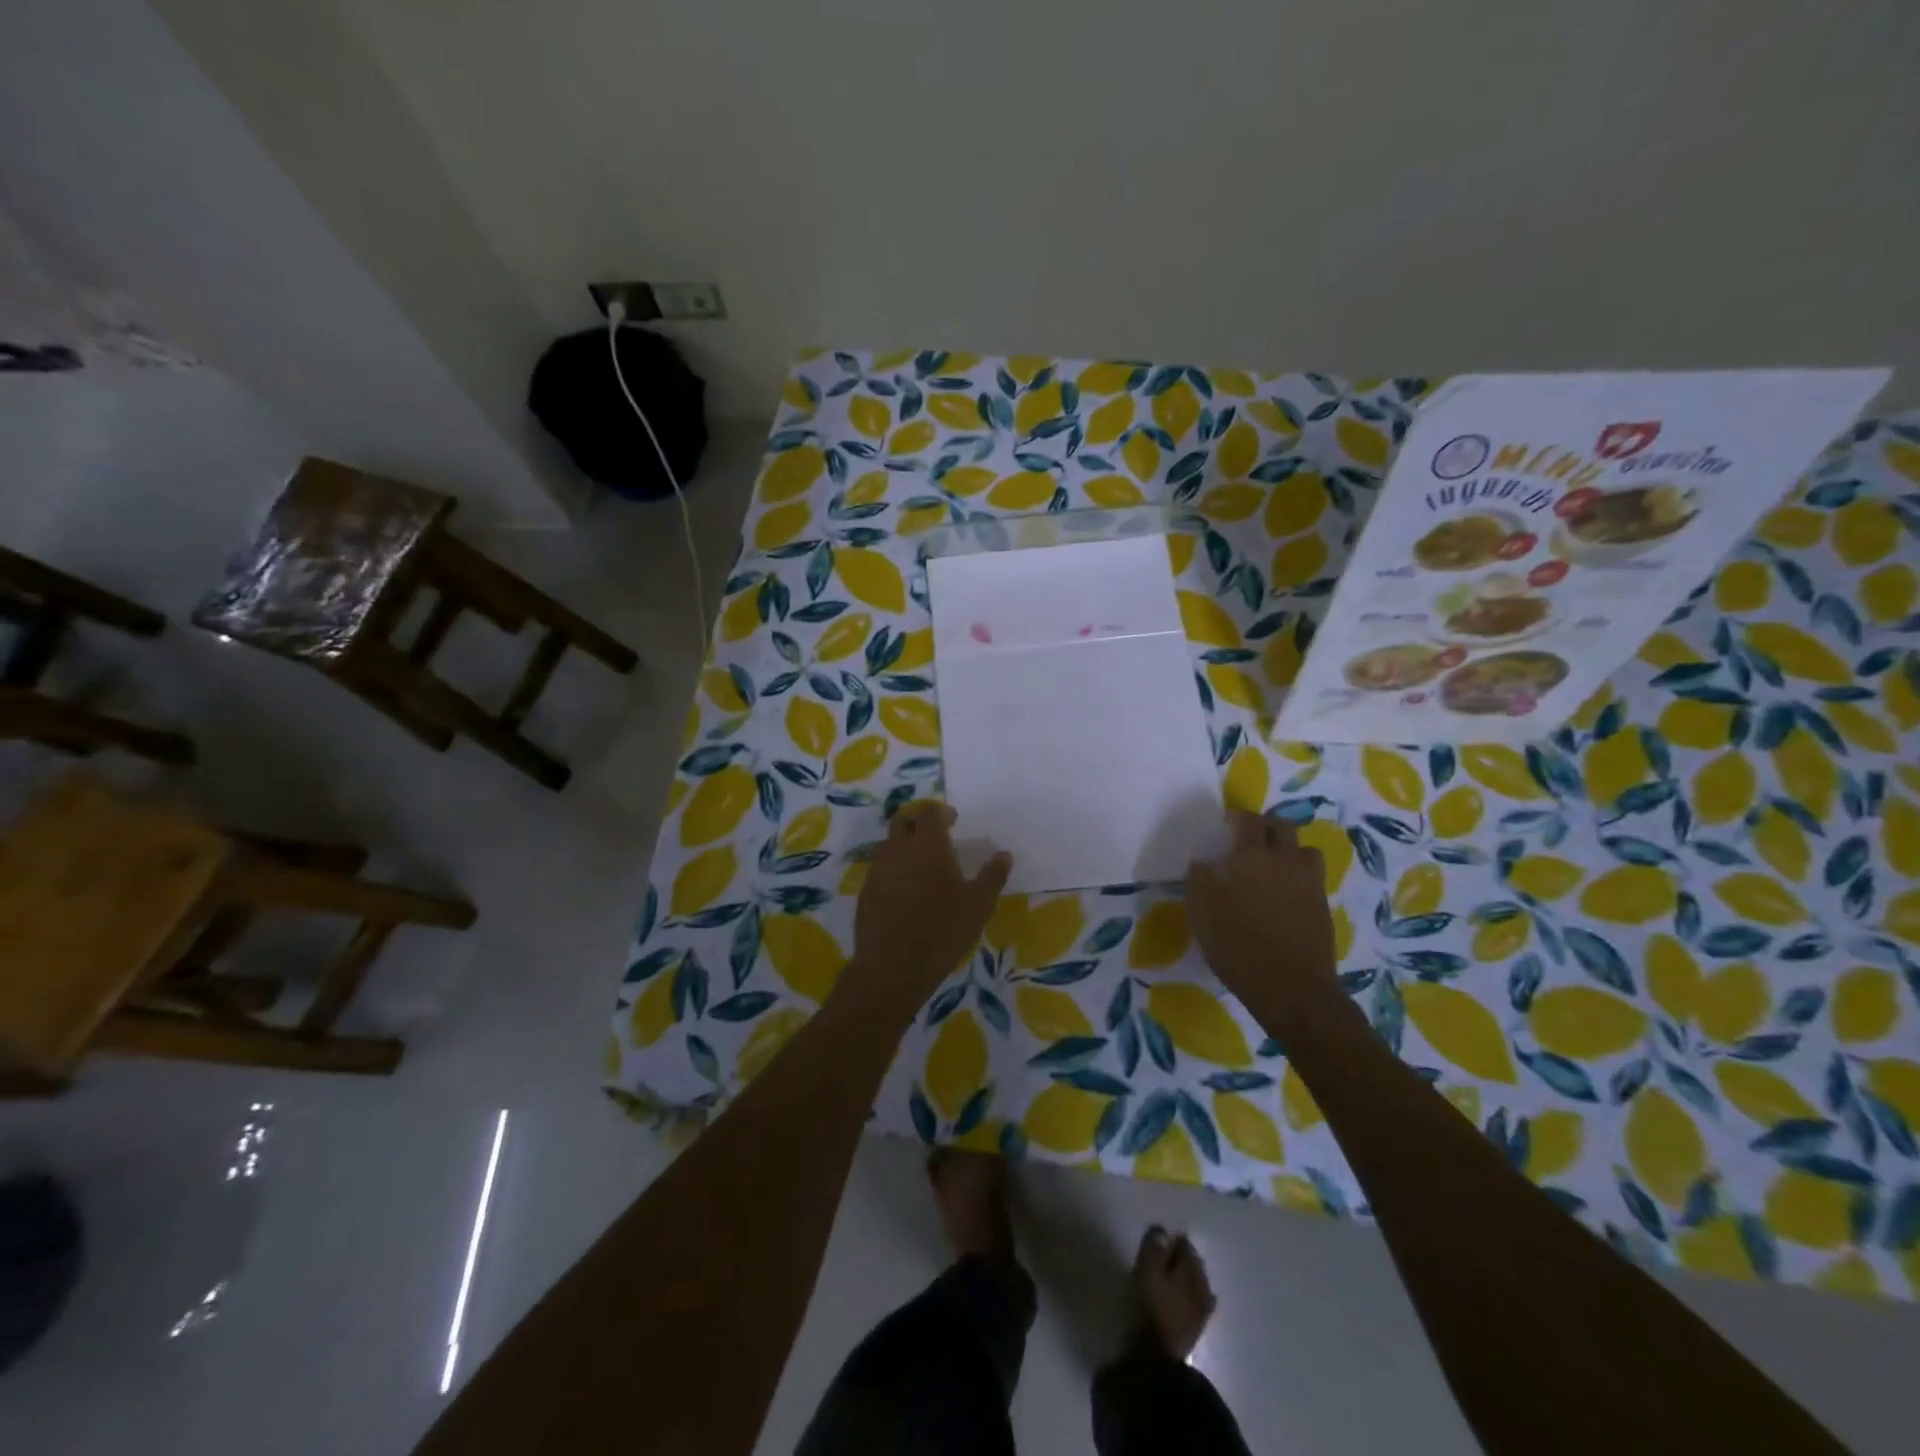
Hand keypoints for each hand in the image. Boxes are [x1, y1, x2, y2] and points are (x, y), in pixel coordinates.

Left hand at [843, 802, 1011, 1015]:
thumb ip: (992, 876)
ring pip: (888, 845)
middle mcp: (898, 850)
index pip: (928, 812)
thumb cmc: (943, 930)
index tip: (952, 820)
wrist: (892, 967)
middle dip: (917, 823)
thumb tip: (1004, 855)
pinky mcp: (865, 893)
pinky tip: (905, 892)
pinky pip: (879, 870)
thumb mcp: (979, 905)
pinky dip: (893, 870)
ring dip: (903, 846)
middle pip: (902, 821)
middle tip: (935, 837)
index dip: (940, 812)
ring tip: (921, 866)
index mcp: (927, 845)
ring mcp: (877, 870)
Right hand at [1187, 811, 1341, 1035]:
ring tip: (1271, 866)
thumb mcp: (1201, 910)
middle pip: (1281, 826)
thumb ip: (1199, 878)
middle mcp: (1285, 861)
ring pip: (1304, 850)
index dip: (1236, 817)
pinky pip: (1311, 878)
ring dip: (1288, 849)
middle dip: (1264, 826)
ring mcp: (1309, 883)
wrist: (1291, 988)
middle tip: (1247, 840)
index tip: (1224, 825)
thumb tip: (1203, 862)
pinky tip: (1283, 896)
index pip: (1248, 820)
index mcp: (1252, 856)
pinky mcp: (1322, 907)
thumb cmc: (1238, 944)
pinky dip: (1297, 877)